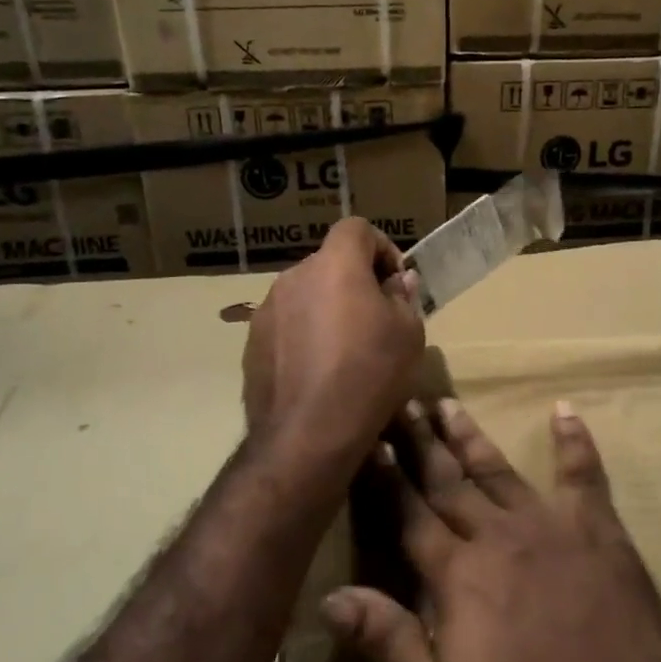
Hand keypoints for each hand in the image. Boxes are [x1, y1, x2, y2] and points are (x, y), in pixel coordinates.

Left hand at [242, 218, 423, 475]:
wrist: (307, 433)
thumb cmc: (369, 374)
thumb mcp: (408, 334)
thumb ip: (403, 297)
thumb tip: (396, 283)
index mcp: (335, 265)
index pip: (357, 228)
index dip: (381, 247)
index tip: (394, 282)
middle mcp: (294, 277)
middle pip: (330, 263)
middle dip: (354, 281)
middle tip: (376, 318)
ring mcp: (267, 310)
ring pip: (306, 295)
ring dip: (327, 309)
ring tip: (345, 349)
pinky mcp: (252, 343)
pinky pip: (286, 325)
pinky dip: (304, 335)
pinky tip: (318, 371)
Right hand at [322, 398, 660, 661]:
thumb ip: (387, 642)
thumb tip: (330, 598)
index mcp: (457, 573)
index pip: (410, 514)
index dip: (386, 478)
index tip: (368, 441)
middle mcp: (497, 534)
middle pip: (449, 481)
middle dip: (421, 442)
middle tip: (401, 403)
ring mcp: (550, 524)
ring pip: (499, 469)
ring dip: (471, 436)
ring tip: (449, 403)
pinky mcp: (598, 528)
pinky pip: (582, 473)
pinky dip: (573, 440)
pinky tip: (564, 411)